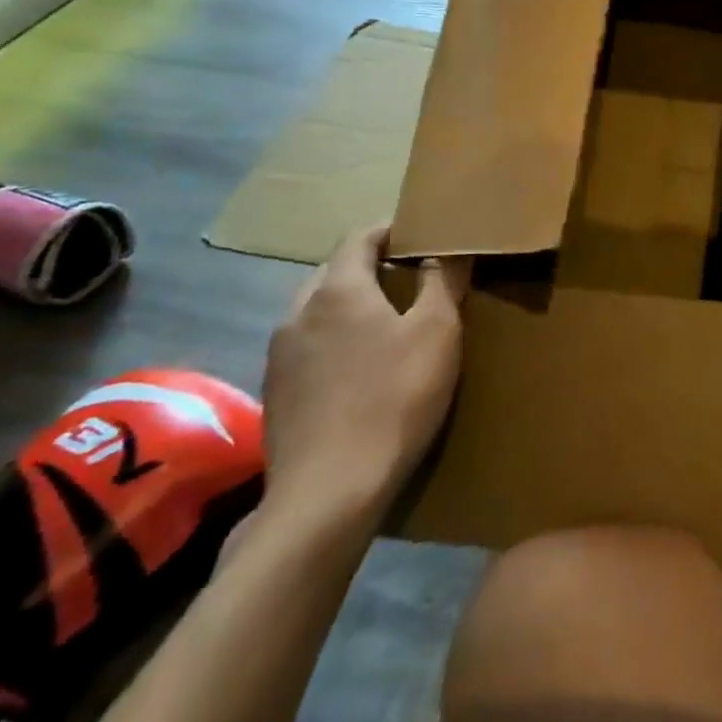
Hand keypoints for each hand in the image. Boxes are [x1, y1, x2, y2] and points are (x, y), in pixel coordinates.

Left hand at [261, 225, 469, 529]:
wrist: (329, 492)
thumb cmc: (394, 398)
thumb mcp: (437, 333)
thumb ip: (442, 282)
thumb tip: (447, 249)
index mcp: (338, 290)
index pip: (358, 237)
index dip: (389, 230)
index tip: (418, 234)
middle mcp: (299, 312)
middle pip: (333, 271)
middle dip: (368, 266)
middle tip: (408, 277)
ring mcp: (279, 355)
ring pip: (316, 310)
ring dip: (348, 305)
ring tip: (384, 322)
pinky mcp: (274, 393)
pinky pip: (306, 346)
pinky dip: (332, 340)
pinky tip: (356, 369)